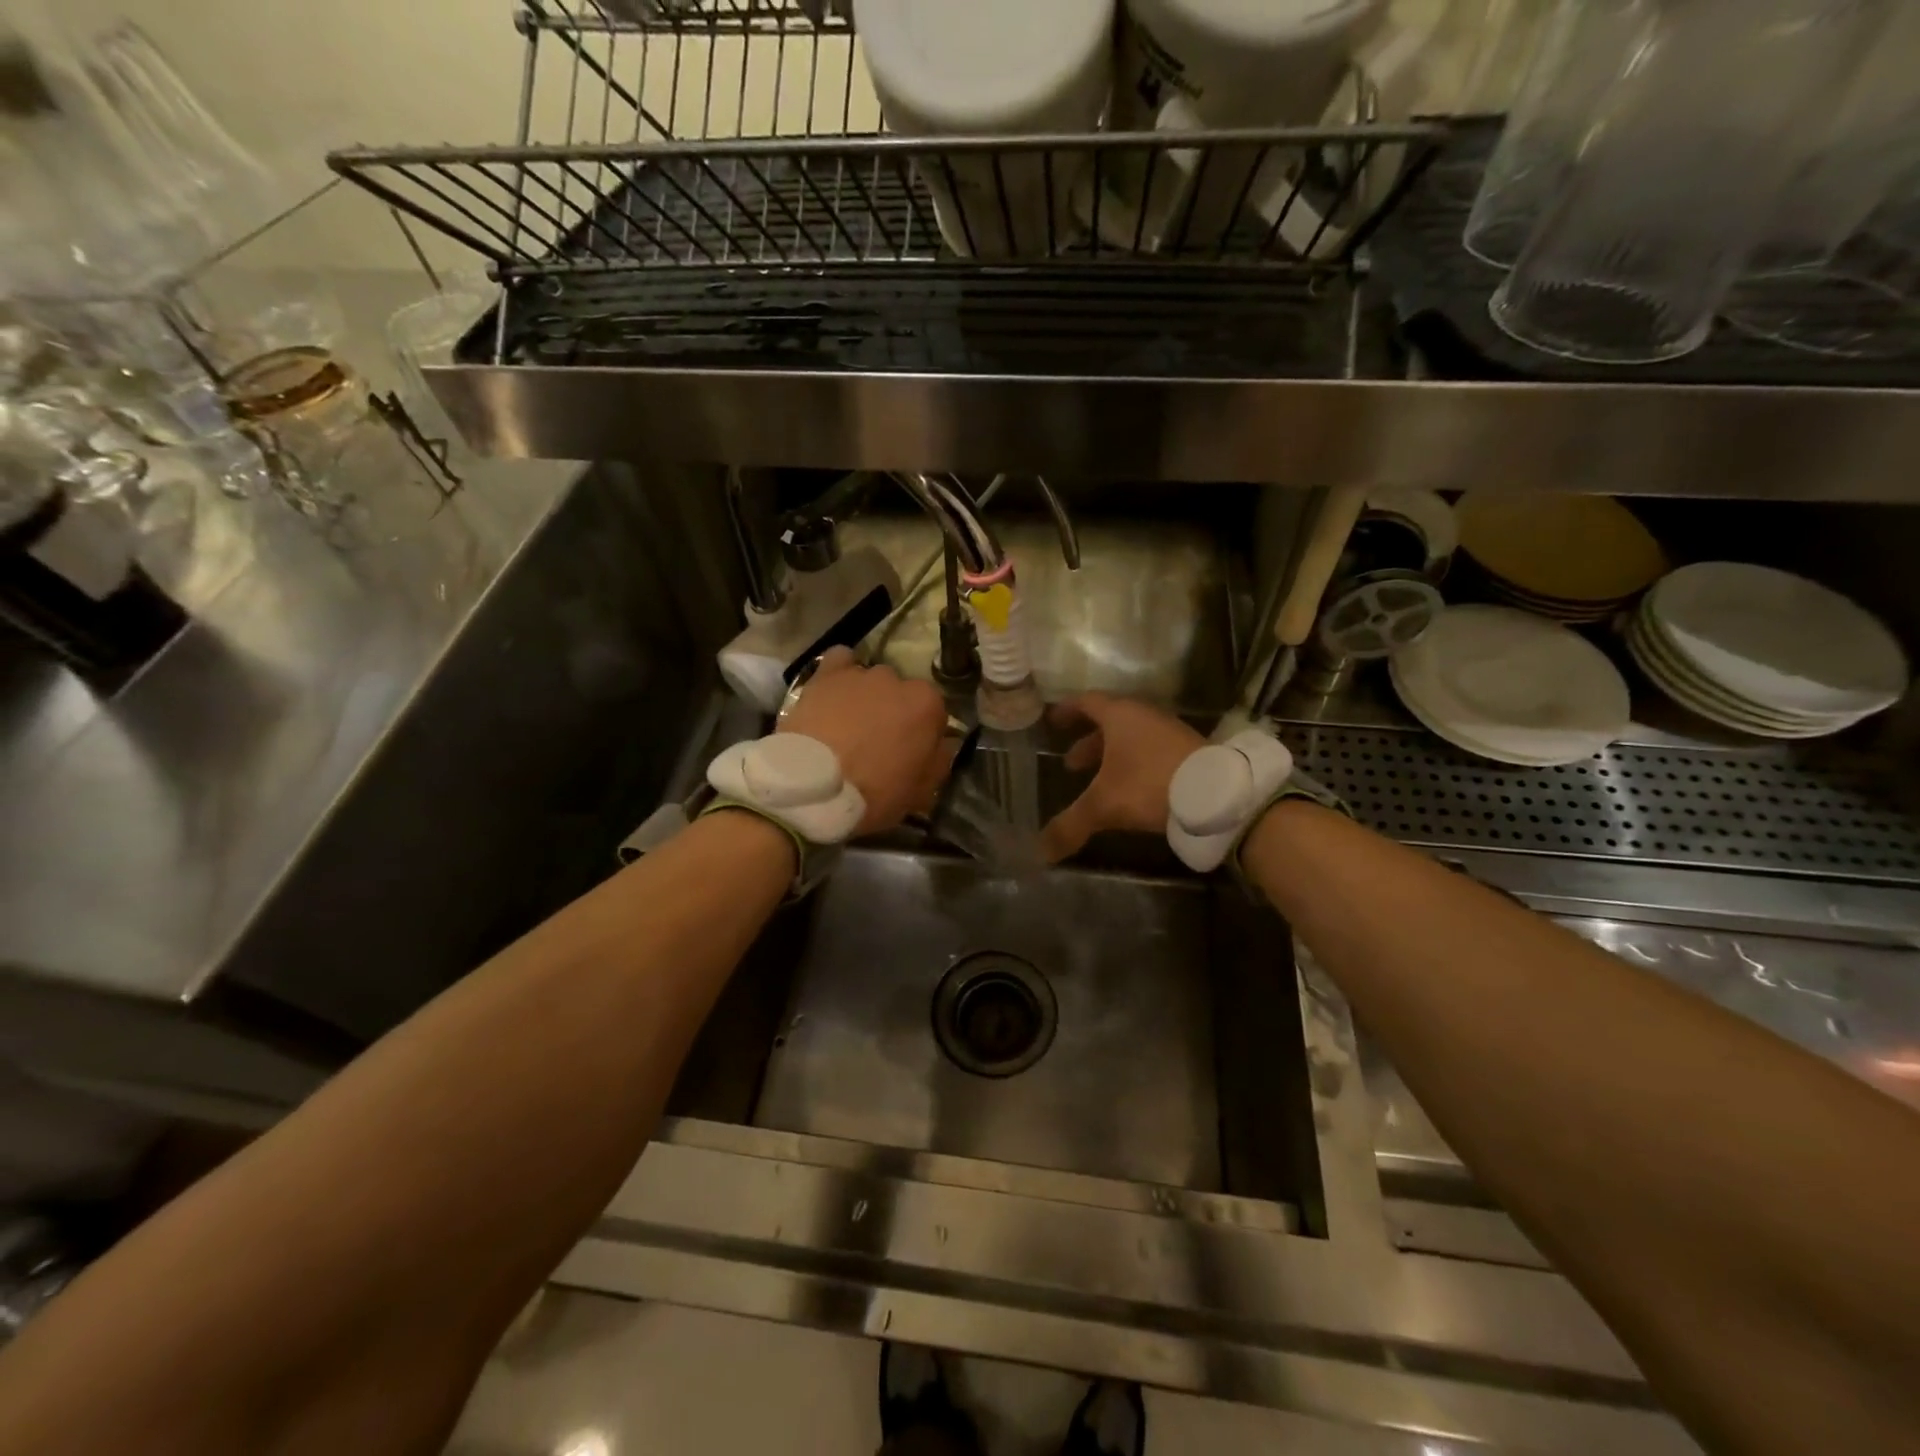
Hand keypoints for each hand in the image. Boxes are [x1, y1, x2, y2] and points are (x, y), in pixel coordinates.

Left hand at [779, 648, 951, 834]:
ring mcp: (861, 674)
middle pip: (901, 693)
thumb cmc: (875, 793)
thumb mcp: (922, 792)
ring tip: (848, 723)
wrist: (814, 787)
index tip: (910, 753)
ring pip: (871, 680)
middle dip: (893, 712)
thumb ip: (939, 761)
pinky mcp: (826, 675)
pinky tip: (834, 692)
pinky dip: (840, 673)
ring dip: (866, 696)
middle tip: (877, 742)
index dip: (922, 734)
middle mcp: (898, 680)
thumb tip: (942, 745)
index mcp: (928, 706)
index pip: (934, 713)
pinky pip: (840, 661)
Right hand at [1041, 694, 1205, 862]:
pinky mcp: (1189, 752)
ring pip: (1132, 739)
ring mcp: (1170, 733)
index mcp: (1120, 716)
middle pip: (1109, 723)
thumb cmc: (1150, 785)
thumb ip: (1070, 825)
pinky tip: (1132, 790)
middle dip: (1088, 744)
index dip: (1067, 711)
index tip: (1052, 721)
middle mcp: (1145, 717)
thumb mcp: (1104, 806)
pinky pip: (1152, 751)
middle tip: (1071, 765)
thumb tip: (1040, 851)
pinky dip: (1135, 765)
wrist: (1217, 794)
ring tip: (1099, 781)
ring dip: (1112, 756)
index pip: (1087, 702)